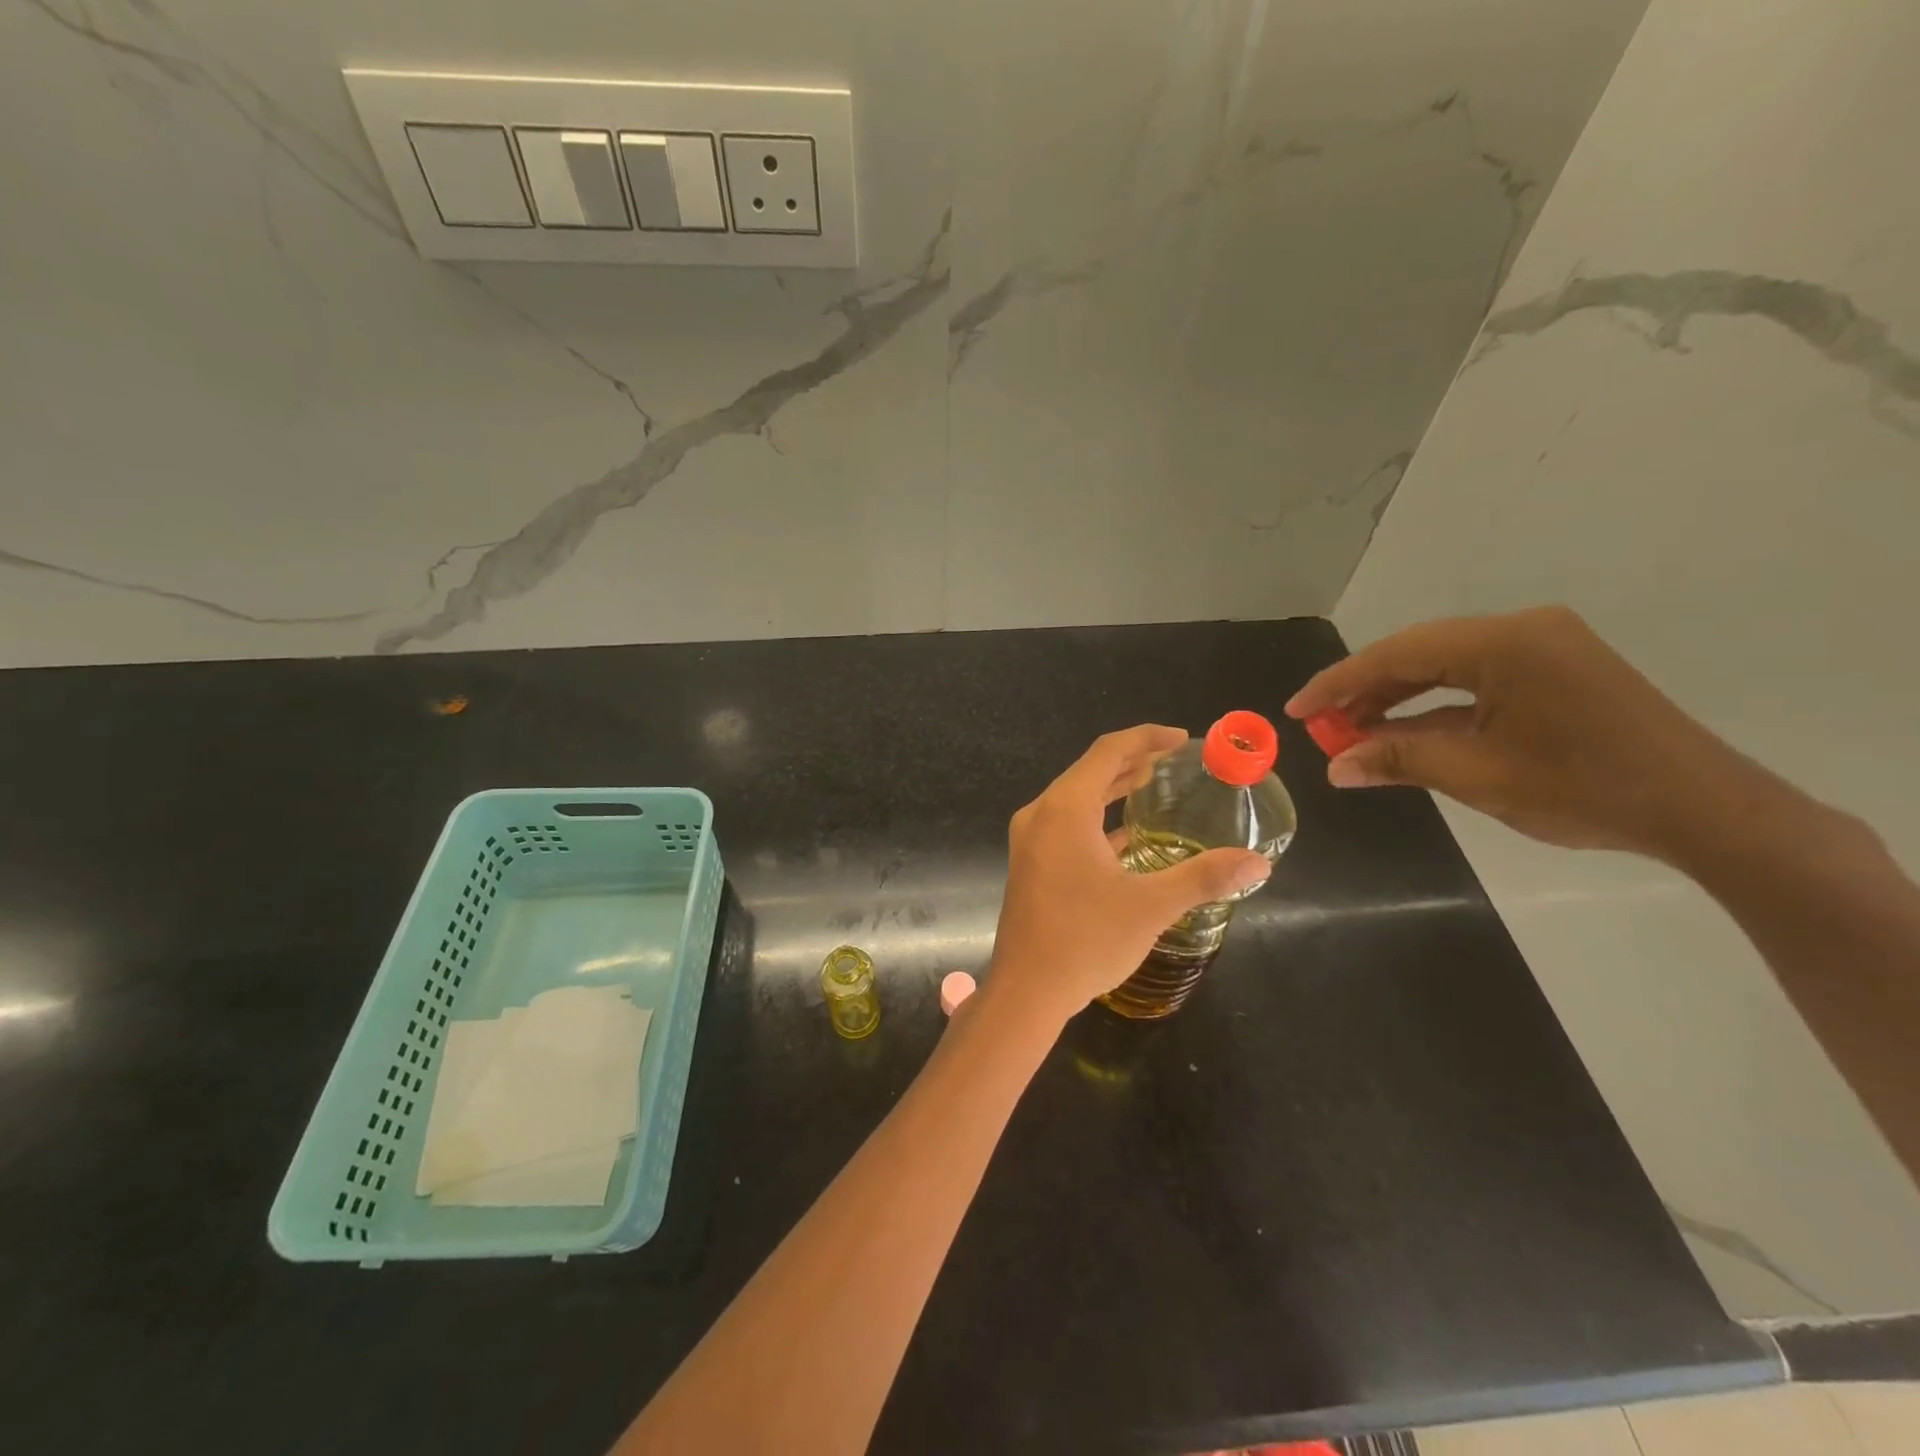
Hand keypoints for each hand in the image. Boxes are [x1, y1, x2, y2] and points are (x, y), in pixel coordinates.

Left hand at [984, 725, 1272, 1028]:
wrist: (1026, 991)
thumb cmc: (1085, 940)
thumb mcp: (1151, 906)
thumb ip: (1203, 878)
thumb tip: (1258, 863)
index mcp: (1064, 809)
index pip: (1107, 752)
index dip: (1145, 738)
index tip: (1181, 739)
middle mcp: (1041, 814)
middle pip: (1089, 771)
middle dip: (1132, 760)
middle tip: (1173, 760)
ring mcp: (1031, 840)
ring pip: (1076, 798)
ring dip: (1112, 788)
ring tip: (1152, 783)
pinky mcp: (1031, 863)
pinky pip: (1067, 824)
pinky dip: (1097, 818)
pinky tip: (1126, 833)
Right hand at [1286, 606, 1745, 857]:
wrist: (1705, 811)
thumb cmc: (1585, 789)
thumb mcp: (1477, 776)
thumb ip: (1399, 761)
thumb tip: (1335, 767)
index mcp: (1503, 643)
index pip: (1396, 655)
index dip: (1337, 683)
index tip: (1296, 710)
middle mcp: (1521, 630)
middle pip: (1418, 654)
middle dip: (1364, 692)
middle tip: (1322, 726)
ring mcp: (1543, 647)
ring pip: (1445, 666)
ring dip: (1398, 699)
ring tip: (1354, 733)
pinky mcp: (1557, 669)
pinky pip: (1476, 679)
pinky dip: (1437, 706)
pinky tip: (1405, 732)